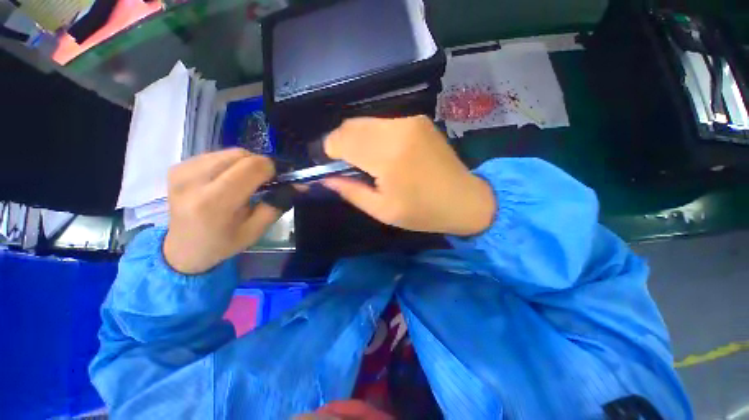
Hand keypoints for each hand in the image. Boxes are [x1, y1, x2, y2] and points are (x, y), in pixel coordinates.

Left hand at [163, 149, 280, 273]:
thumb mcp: (256, 229)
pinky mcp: (177, 167)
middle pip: (242, 155)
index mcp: (214, 203)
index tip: (278, 181)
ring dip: (246, 163)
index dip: (272, 169)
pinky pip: (216, 155)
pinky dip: (231, 163)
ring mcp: (182, 171)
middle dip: (260, 166)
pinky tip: (228, 179)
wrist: (183, 249)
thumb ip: (278, 204)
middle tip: (265, 183)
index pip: (252, 167)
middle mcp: (193, 181)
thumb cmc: (223, 243)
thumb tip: (299, 185)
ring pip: (230, 152)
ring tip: (246, 182)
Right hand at [323, 116, 495, 235]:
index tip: (330, 167)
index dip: (328, 152)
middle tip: (346, 167)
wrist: (464, 199)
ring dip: (356, 139)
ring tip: (365, 162)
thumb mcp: (382, 210)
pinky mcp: (417, 120)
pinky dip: (372, 135)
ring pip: (364, 122)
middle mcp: (397, 129)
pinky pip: (381, 122)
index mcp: (388, 156)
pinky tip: (381, 153)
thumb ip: (350, 191)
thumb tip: (324, 178)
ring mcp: (409, 121)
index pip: (340, 140)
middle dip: (340, 144)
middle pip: (349, 126)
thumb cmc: (422, 212)